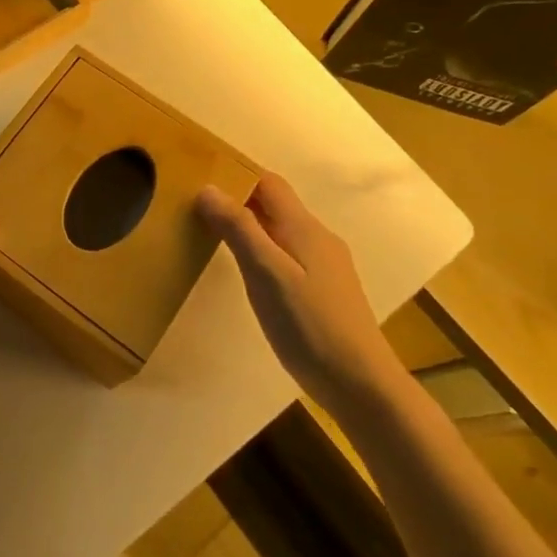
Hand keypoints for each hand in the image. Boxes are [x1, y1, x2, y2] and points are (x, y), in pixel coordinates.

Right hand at [197, 173, 402, 409]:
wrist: (360, 383)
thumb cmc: (309, 325)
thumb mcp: (266, 274)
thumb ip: (238, 229)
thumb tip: (207, 188)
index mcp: (304, 228)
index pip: (268, 182)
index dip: (236, 173)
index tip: (201, 176)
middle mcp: (317, 238)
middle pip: (275, 204)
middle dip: (239, 198)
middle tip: (197, 206)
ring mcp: (325, 265)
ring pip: (281, 229)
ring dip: (249, 224)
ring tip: (213, 234)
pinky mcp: (324, 290)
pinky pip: (287, 252)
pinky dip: (262, 248)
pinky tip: (248, 271)